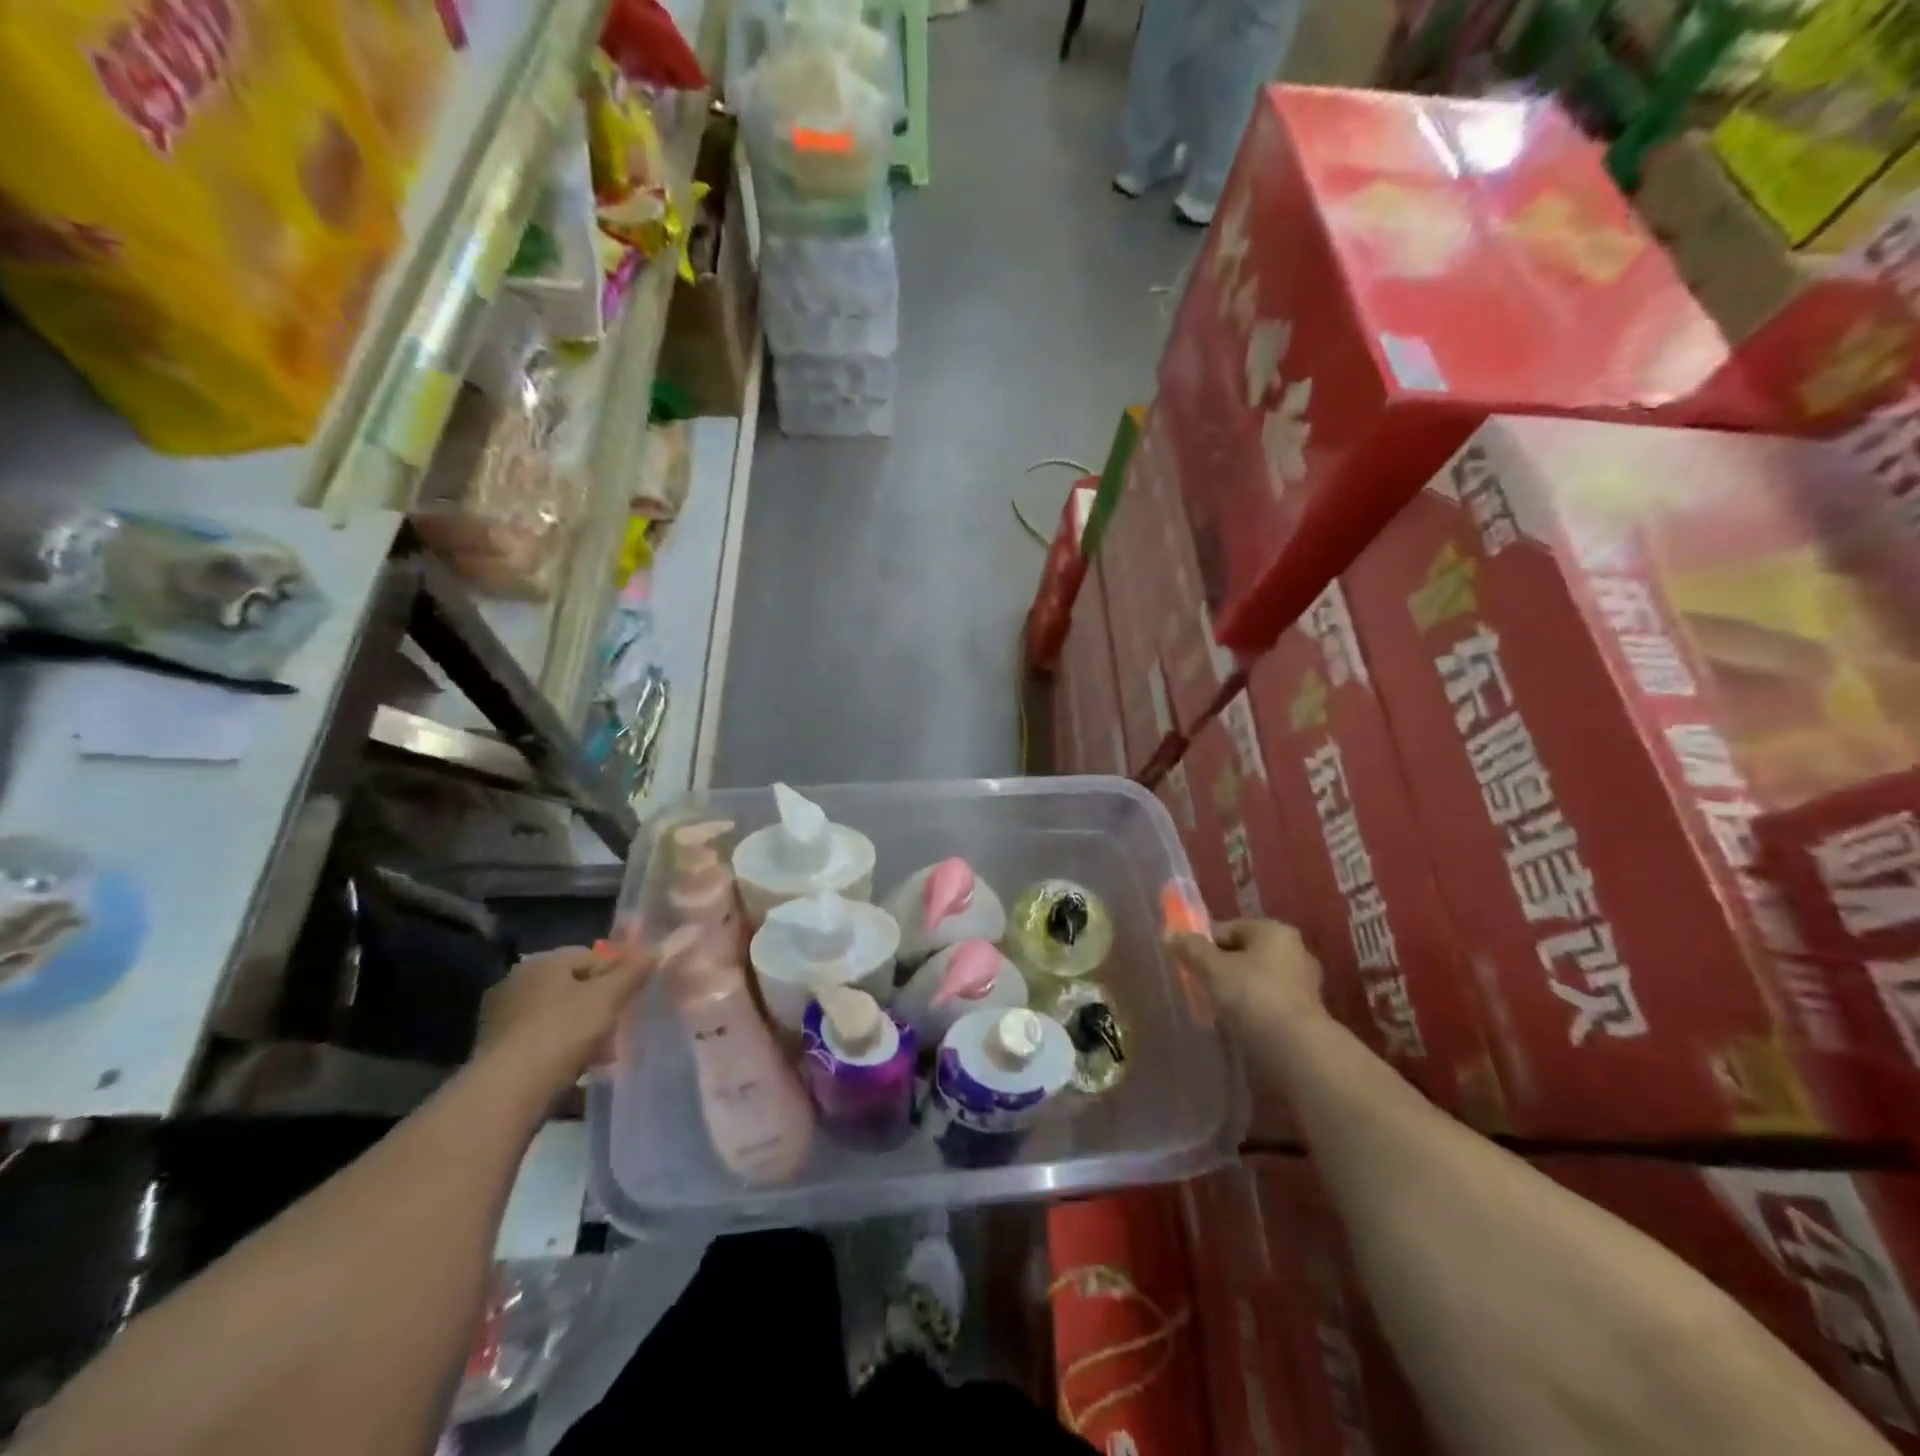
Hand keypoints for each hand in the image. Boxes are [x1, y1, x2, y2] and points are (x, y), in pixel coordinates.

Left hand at [476, 942, 653, 1091]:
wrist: (507, 1092)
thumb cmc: (562, 1032)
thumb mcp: (608, 997)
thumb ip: (633, 971)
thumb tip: (655, 949)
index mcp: (542, 962)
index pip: (591, 955)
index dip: (619, 971)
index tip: (636, 993)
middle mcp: (517, 982)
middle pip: (573, 985)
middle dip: (600, 1003)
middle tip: (622, 1023)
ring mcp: (501, 1018)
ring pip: (557, 1014)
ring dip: (582, 1028)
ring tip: (605, 1052)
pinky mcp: (494, 1051)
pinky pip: (540, 1040)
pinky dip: (560, 1048)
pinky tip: (578, 1067)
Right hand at [1172, 919, 1325, 1034]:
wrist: (1296, 1049)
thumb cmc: (1252, 996)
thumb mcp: (1212, 968)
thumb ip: (1190, 948)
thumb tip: (1171, 933)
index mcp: (1273, 930)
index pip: (1227, 928)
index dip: (1203, 945)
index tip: (1188, 965)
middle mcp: (1294, 950)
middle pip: (1243, 953)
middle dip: (1221, 968)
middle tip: (1201, 987)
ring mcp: (1304, 983)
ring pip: (1256, 979)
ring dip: (1237, 990)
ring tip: (1217, 1009)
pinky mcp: (1306, 1013)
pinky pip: (1269, 1002)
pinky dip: (1253, 1009)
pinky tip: (1239, 1024)